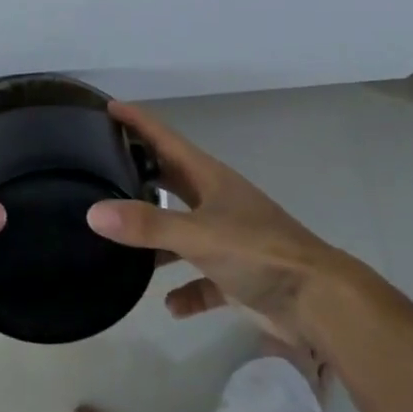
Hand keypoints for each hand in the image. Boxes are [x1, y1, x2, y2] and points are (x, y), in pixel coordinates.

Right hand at [86, 102, 354, 340]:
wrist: (318, 302)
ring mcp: (228, 239)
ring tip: (121, 243)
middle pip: (172, 181)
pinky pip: (202, 279)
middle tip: (102, 166)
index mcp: (210, 179)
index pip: (166, 139)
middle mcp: (217, 202)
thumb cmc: (258, 252)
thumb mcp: (198, 234)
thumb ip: (146, 225)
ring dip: (158, 239)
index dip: (138, 122)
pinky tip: (169, 305)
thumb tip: (94, 212)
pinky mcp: (238, 276)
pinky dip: (186, 290)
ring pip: (183, 231)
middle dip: (141, 173)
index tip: (108, 106)